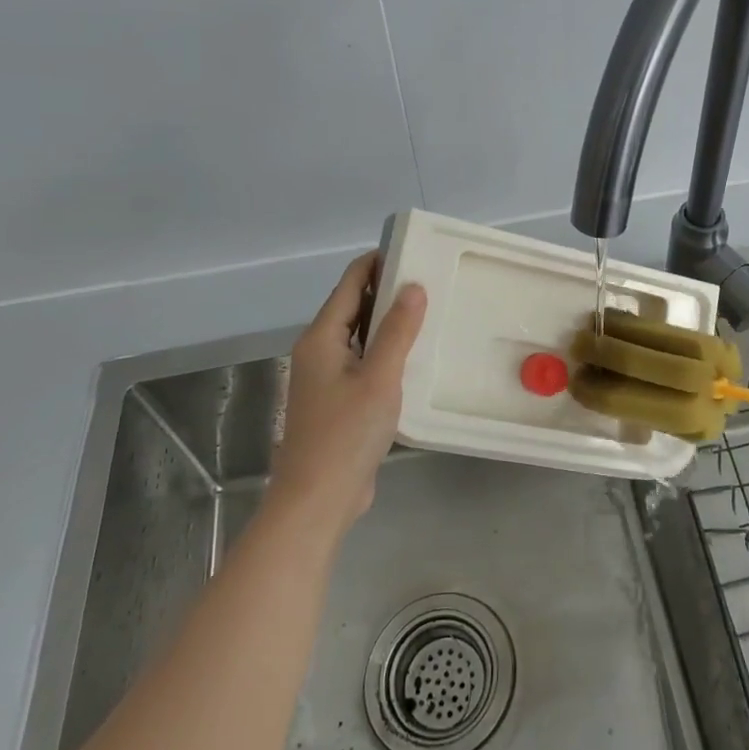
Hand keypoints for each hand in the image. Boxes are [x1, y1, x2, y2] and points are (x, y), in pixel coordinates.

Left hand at [268, 251, 426, 534]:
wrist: (318, 500)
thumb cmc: (346, 433)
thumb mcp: (379, 377)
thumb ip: (397, 330)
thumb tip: (413, 286)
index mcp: (322, 337)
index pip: (350, 283)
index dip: (377, 262)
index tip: (412, 250)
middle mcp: (319, 351)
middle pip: (354, 307)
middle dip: (387, 290)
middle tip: (430, 279)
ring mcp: (327, 378)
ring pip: (360, 336)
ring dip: (389, 322)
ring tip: (429, 311)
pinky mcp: (338, 401)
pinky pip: (364, 361)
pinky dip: (386, 351)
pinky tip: (415, 356)